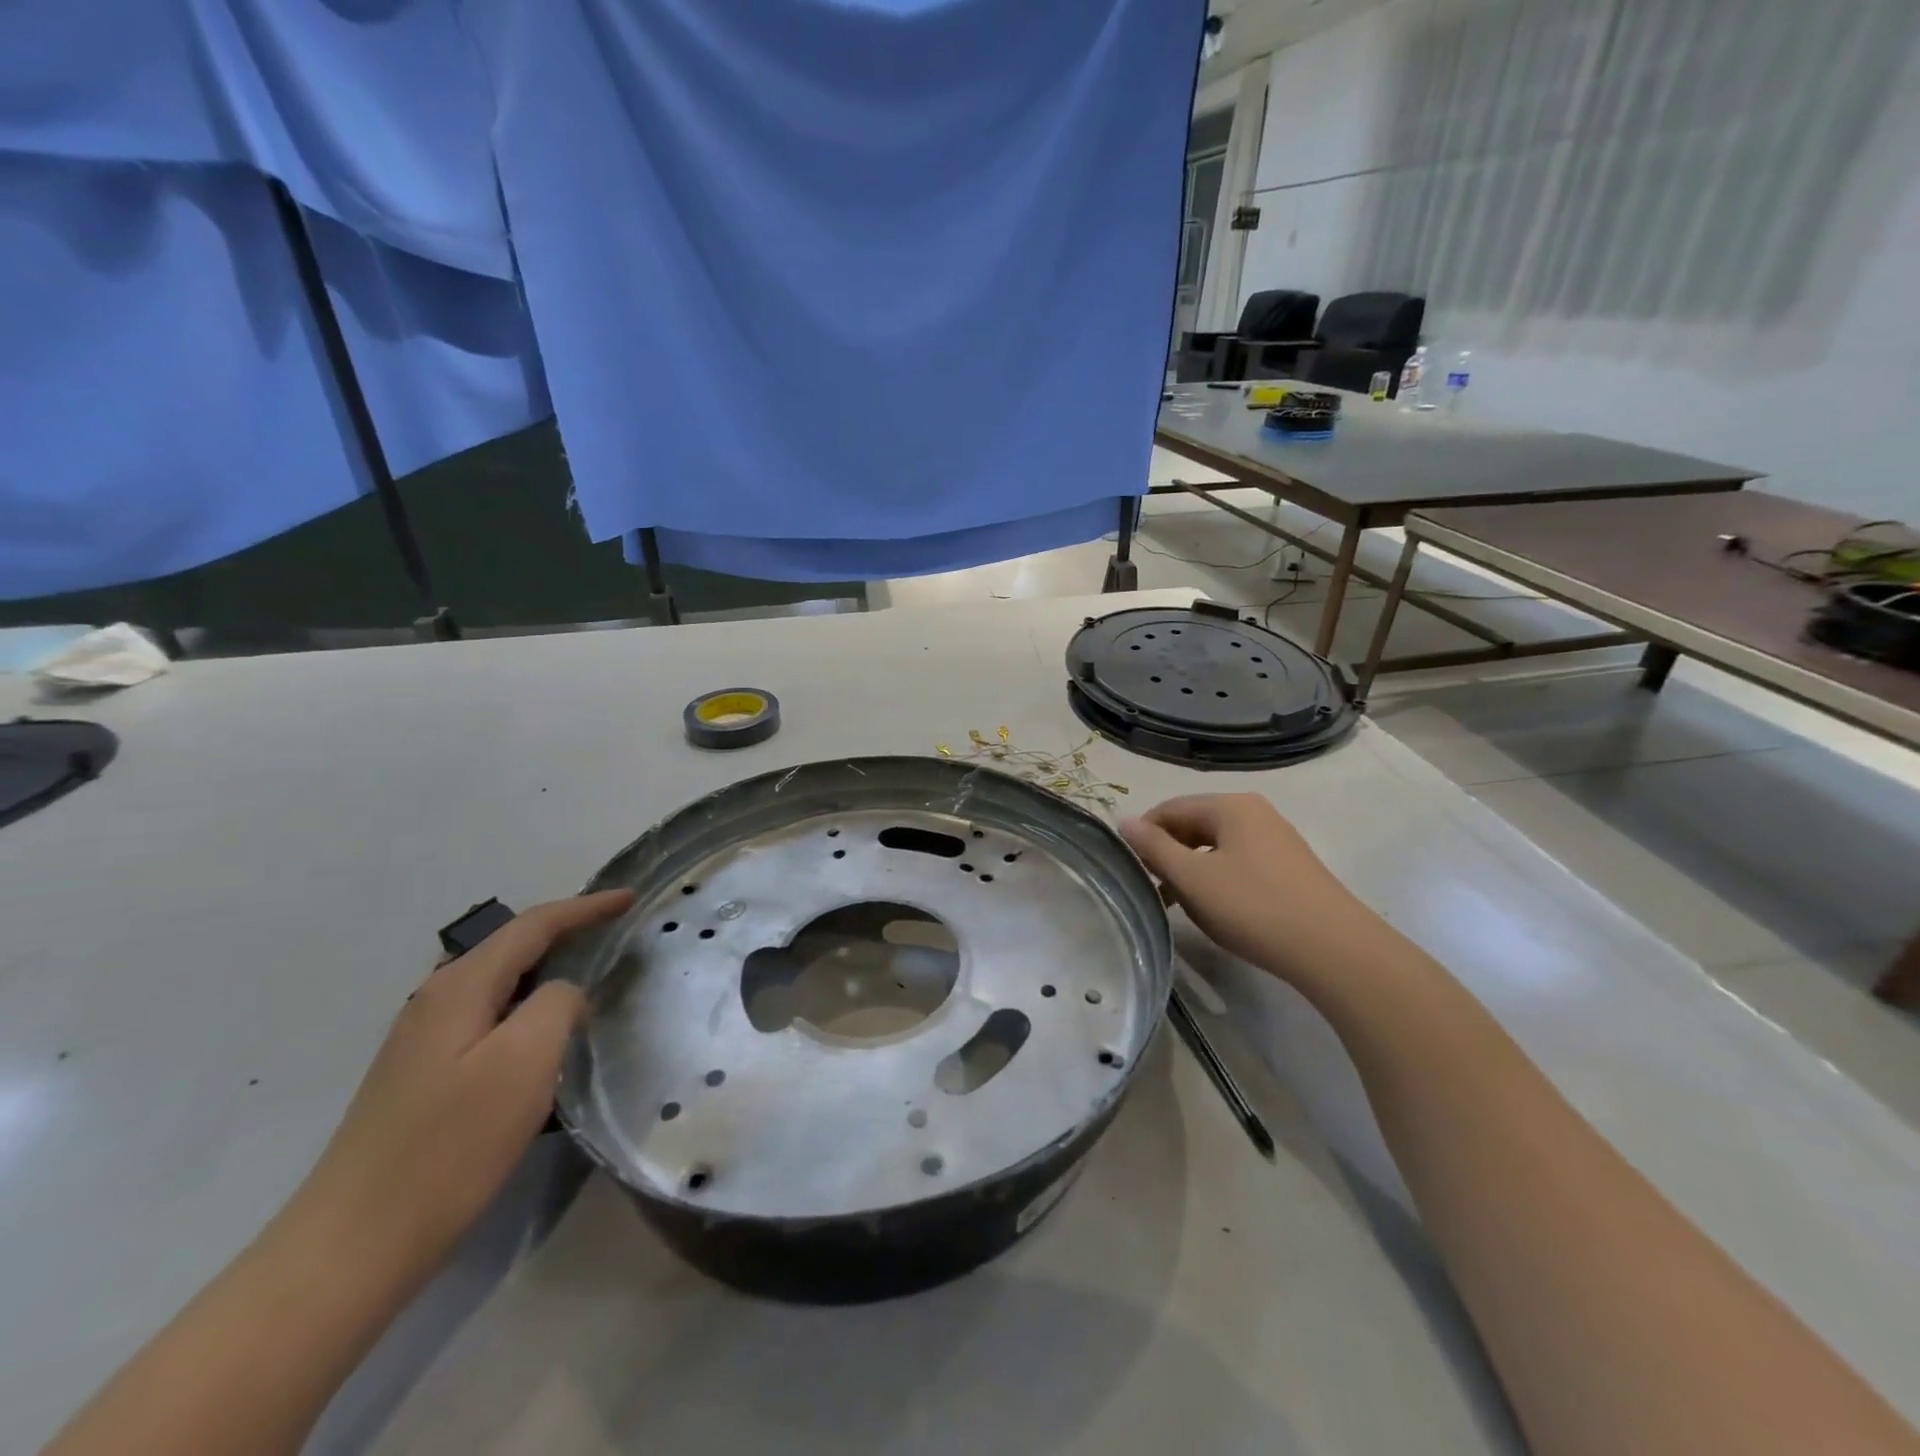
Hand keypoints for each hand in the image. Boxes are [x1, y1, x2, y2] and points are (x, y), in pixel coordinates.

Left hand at [280, 890, 633, 1298]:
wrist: (352, 1247)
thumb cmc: (449, 1146)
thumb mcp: (525, 1062)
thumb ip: (557, 1004)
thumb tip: (565, 993)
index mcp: (459, 987)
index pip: (533, 925)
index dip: (586, 907)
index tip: (630, 898)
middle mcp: (435, 1001)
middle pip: (511, 945)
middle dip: (565, 929)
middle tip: (614, 929)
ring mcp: (423, 1040)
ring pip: (498, 982)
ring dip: (546, 968)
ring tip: (590, 972)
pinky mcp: (423, 1076)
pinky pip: (488, 1015)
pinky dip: (526, 1004)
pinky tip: (543, 1033)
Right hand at [1120, 795, 1359, 982]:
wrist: (1334, 950)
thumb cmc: (1253, 907)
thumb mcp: (1193, 879)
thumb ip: (1154, 848)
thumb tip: (1124, 821)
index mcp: (1230, 805)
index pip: (1170, 808)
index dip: (1143, 835)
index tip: (1129, 867)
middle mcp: (1255, 812)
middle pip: (1194, 824)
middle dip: (1168, 853)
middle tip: (1152, 888)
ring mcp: (1276, 838)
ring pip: (1216, 846)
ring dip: (1191, 869)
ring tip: (1179, 904)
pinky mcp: (1289, 866)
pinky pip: (1239, 861)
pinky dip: (1218, 879)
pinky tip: (1217, 909)